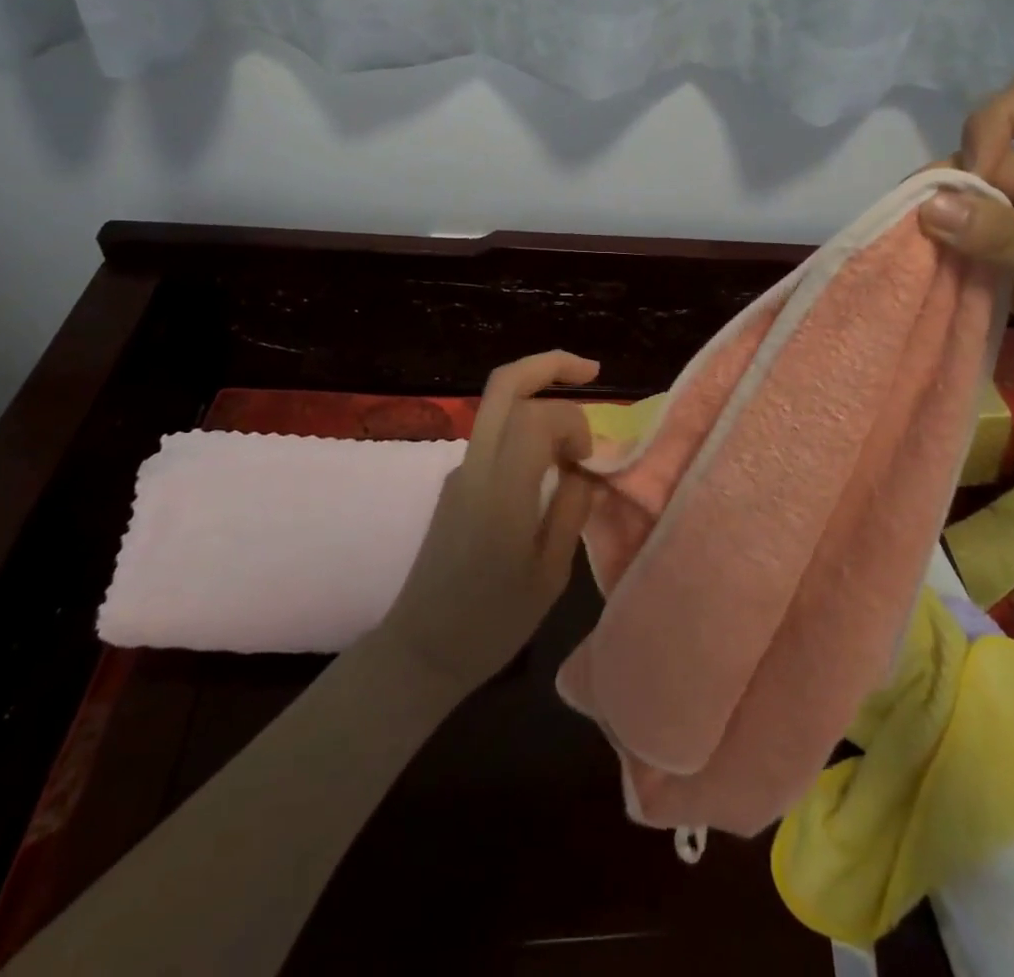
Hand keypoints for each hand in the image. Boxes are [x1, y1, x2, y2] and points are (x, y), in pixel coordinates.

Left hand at [377, 351, 598, 694]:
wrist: (422, 650)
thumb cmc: (492, 623)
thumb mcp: (550, 574)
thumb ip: (571, 510)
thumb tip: (584, 469)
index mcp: (501, 492)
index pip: (538, 417)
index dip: (575, 422)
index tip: (591, 461)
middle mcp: (475, 467)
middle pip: (504, 385)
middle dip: (550, 364)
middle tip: (592, 371)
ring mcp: (460, 471)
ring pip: (497, 406)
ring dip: (540, 399)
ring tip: (579, 432)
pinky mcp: (456, 484)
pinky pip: (495, 438)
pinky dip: (528, 431)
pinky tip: (552, 464)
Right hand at [917, 75, 1013, 454]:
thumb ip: (1012, 239)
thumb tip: (926, 206)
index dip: (998, 121)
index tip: (975, 170)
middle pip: (991, 156)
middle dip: (954, 180)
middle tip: (924, 221)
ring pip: (970, 205)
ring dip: (939, 220)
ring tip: (912, 247)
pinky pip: (967, 251)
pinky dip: (941, 256)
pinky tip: (921, 271)